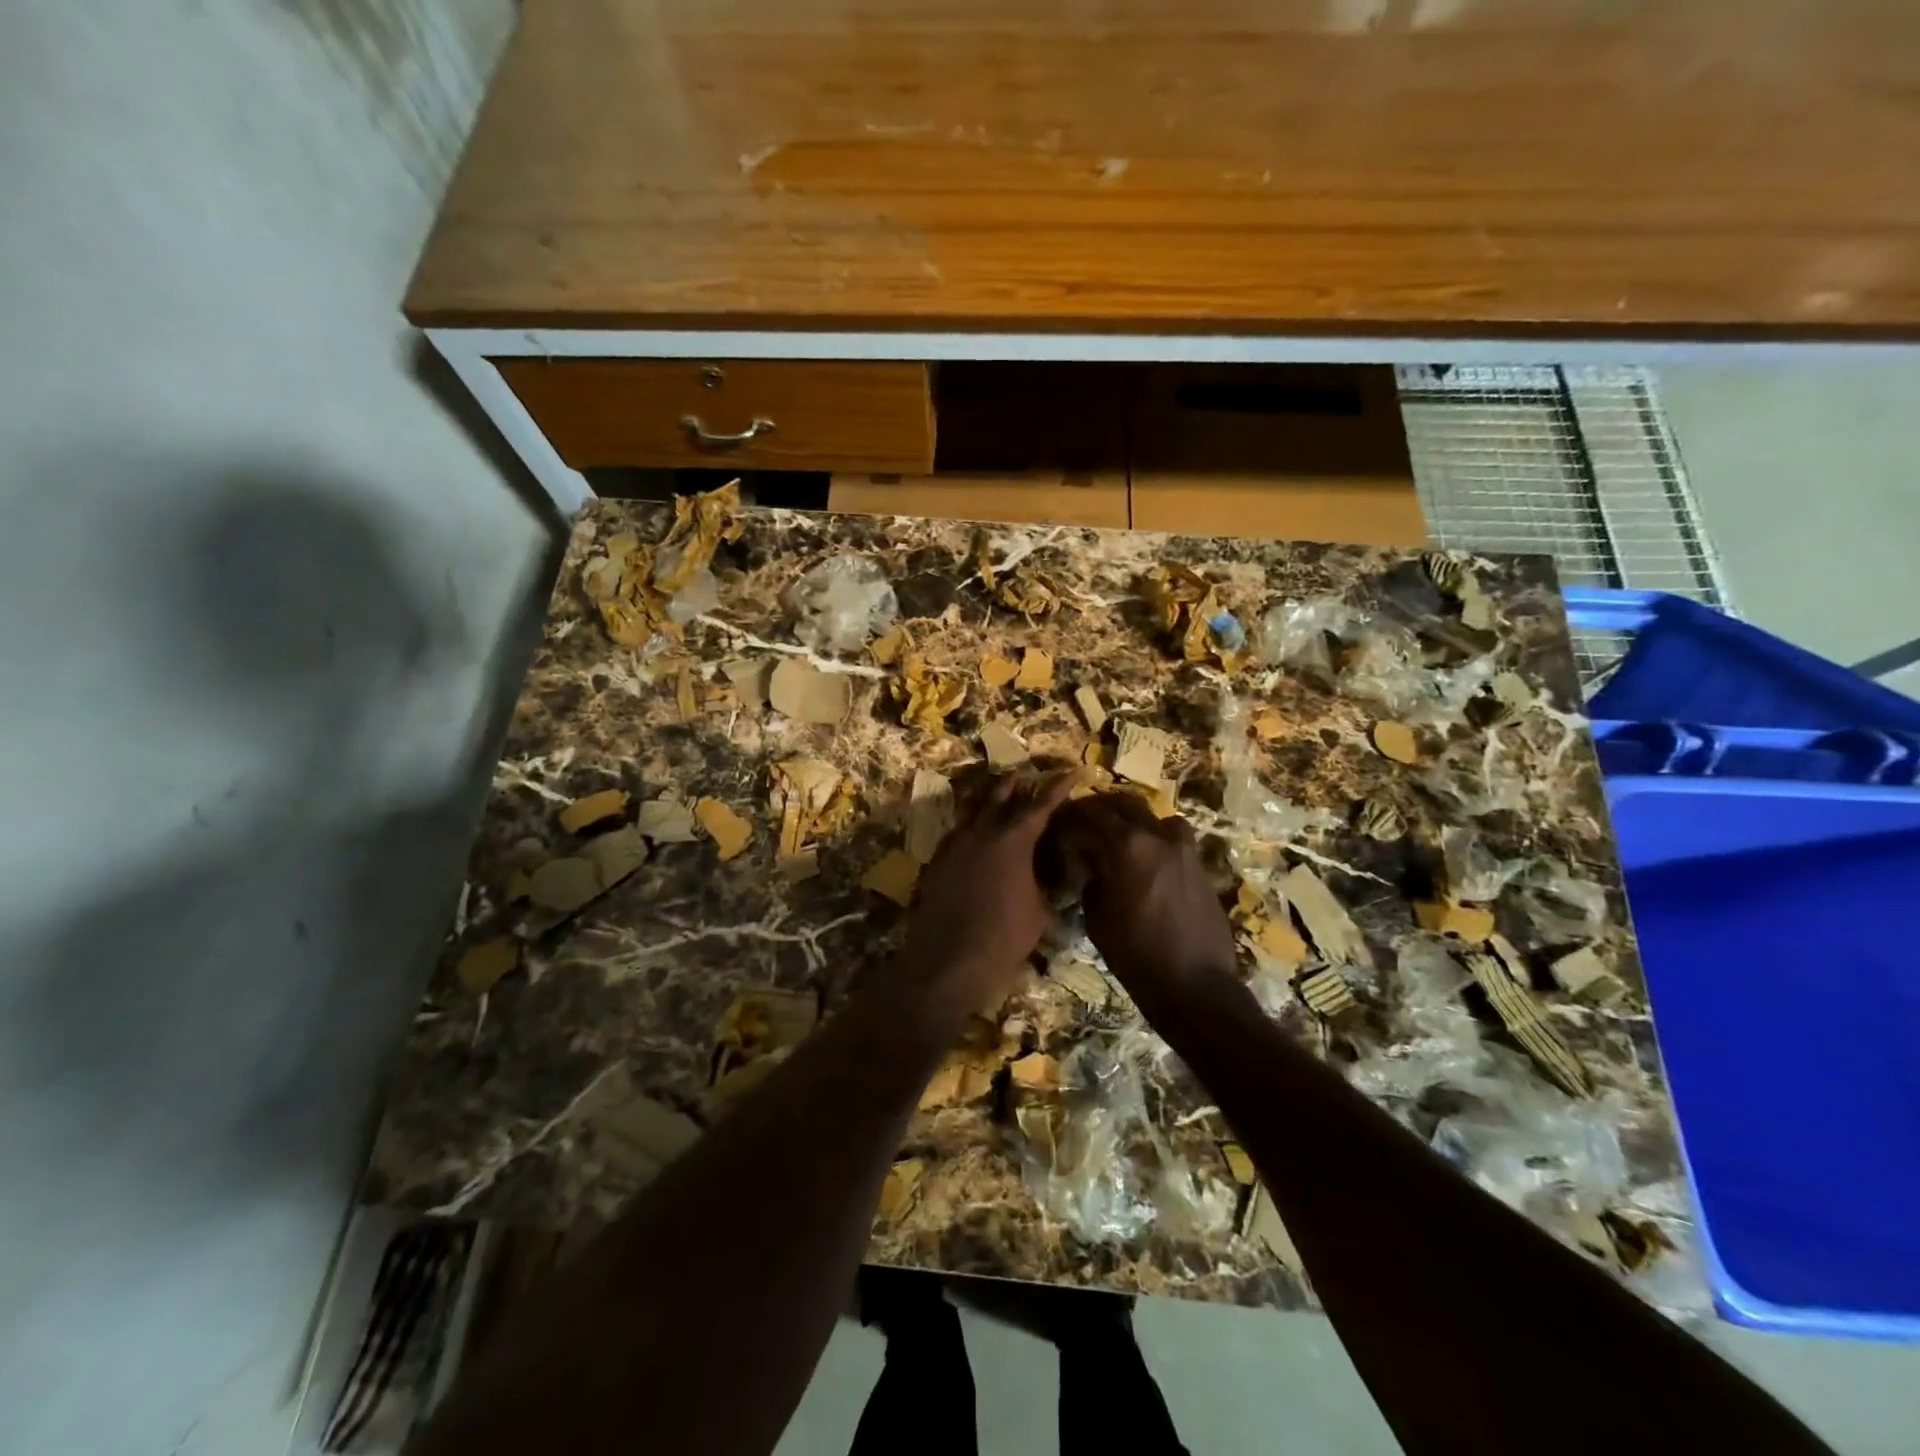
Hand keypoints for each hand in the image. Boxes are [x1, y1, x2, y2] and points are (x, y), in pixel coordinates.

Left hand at [899, 772, 1075, 1017]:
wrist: (949, 960)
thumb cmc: (1005, 937)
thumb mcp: (1040, 912)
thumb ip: (1046, 886)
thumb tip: (1053, 876)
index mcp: (1013, 841)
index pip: (1040, 806)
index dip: (1057, 788)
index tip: (1070, 773)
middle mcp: (981, 833)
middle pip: (999, 797)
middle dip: (1015, 785)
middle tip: (1025, 776)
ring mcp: (955, 845)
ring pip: (971, 810)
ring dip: (986, 799)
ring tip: (994, 792)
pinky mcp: (937, 862)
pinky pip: (955, 833)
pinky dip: (967, 825)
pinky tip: (970, 831)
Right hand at [1057, 794, 1238, 1015]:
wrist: (1195, 985)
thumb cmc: (1136, 954)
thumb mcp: (1098, 919)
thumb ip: (1092, 881)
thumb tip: (1092, 866)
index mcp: (1129, 846)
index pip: (1095, 812)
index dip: (1075, 812)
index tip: (1063, 817)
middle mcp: (1159, 838)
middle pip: (1128, 806)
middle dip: (1105, 808)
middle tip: (1088, 821)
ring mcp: (1186, 851)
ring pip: (1158, 818)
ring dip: (1137, 821)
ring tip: (1124, 838)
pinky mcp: (1202, 868)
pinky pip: (1176, 841)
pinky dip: (1159, 841)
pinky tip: (1150, 863)